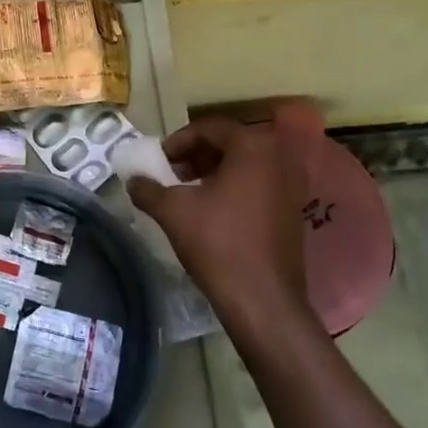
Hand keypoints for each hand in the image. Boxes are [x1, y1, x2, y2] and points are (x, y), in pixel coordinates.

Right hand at [128, 116, 308, 333]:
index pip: (211, 127)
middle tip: (172, 172)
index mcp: (253, 147)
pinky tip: (212, 211)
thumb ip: (148, 189)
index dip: (180, 140)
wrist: (262, 300)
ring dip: (214, 171)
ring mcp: (292, 186)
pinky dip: (234, 187)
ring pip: (246, 165)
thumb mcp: (173, 211)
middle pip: (230, 143)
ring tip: (188, 191)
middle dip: (197, 155)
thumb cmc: (218, 243)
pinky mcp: (294, 211)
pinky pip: (260, 185)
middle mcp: (279, 158)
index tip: (160, 159)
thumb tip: (133, 179)